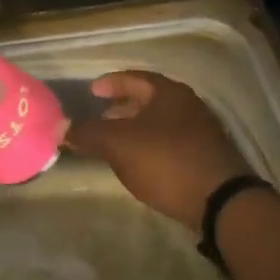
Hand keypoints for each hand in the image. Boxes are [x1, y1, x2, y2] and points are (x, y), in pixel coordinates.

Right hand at [65, 72, 252, 230]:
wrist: (221, 201)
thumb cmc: (166, 161)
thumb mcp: (119, 145)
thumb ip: (89, 133)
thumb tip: (59, 127)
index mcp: (169, 93)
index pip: (135, 77)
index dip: (111, 83)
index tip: (93, 92)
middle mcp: (188, 105)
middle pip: (149, 99)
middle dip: (123, 108)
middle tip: (102, 118)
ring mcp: (201, 131)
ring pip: (160, 122)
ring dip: (136, 129)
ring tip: (116, 144)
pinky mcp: (206, 157)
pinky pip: (170, 141)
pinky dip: (151, 145)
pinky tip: (140, 163)